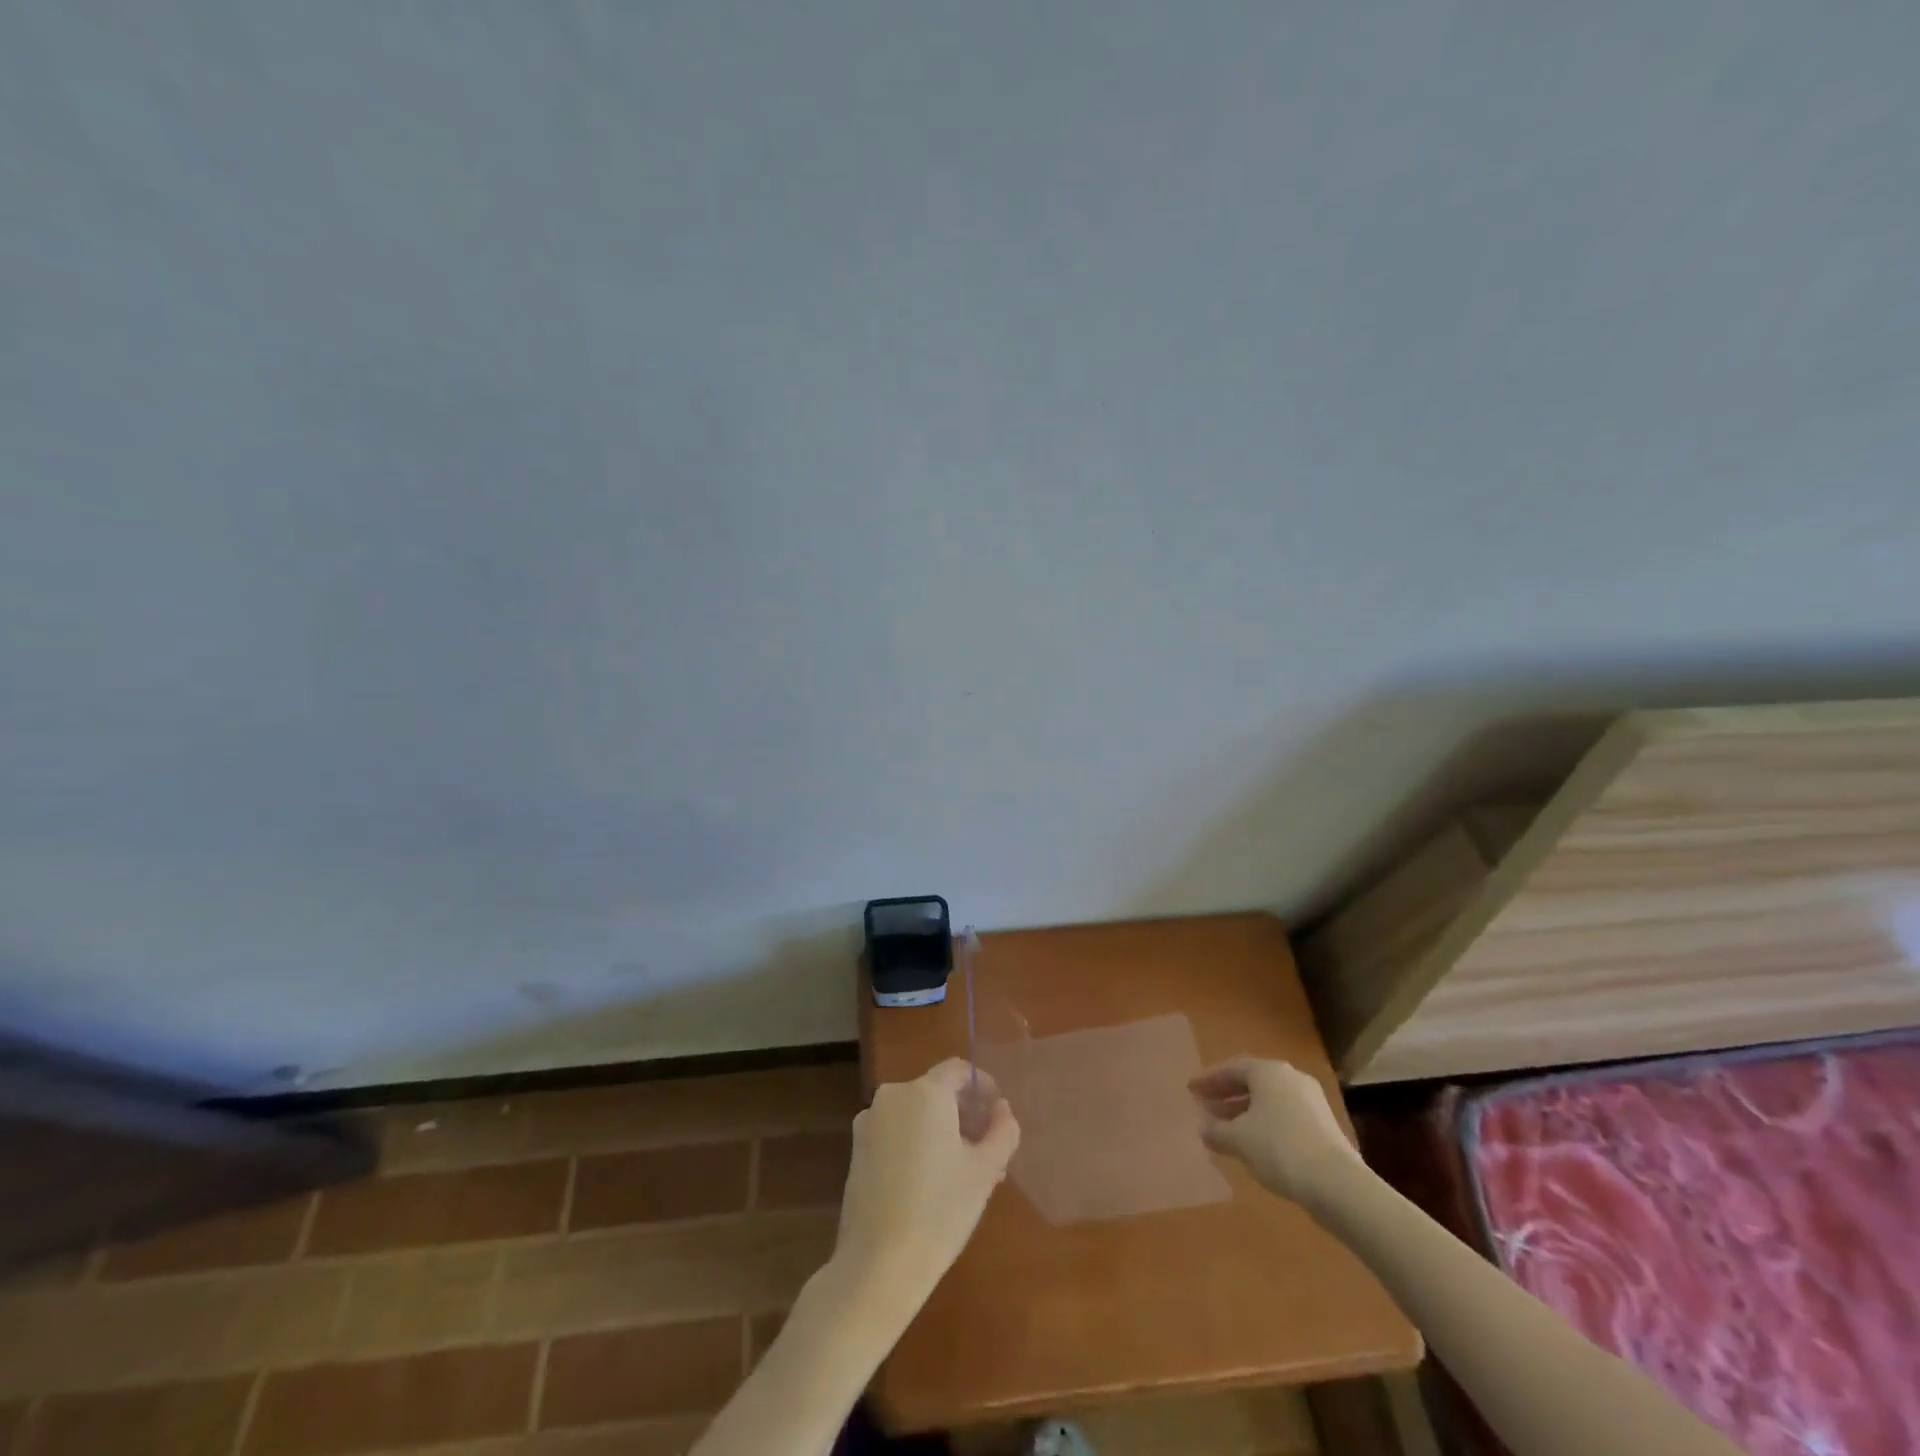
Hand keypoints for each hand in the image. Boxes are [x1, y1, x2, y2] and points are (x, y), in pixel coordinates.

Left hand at [829, 1058, 1019, 1320]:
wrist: (877, 1266)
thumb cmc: (940, 1211)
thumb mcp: (985, 1170)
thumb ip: (1003, 1130)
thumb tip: (1002, 1109)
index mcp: (924, 1092)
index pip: (958, 1070)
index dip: (983, 1085)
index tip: (998, 1113)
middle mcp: (893, 1096)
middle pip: (937, 1093)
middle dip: (965, 1115)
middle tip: (988, 1151)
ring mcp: (869, 1123)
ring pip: (916, 1115)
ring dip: (943, 1132)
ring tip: (965, 1173)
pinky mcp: (856, 1150)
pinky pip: (896, 1133)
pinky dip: (917, 1144)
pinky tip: (932, 1184)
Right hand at [1190, 1057, 1362, 1207]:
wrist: (1338, 1184)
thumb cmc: (1279, 1149)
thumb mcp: (1238, 1140)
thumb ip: (1216, 1131)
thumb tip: (1203, 1128)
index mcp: (1268, 1071)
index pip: (1231, 1069)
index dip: (1208, 1081)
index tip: (1191, 1091)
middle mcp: (1290, 1078)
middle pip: (1251, 1083)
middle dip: (1227, 1096)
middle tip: (1206, 1107)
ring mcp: (1311, 1101)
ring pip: (1269, 1101)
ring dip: (1245, 1112)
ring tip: (1226, 1129)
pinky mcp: (1324, 1125)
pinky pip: (1284, 1116)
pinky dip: (1265, 1124)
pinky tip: (1255, 1144)